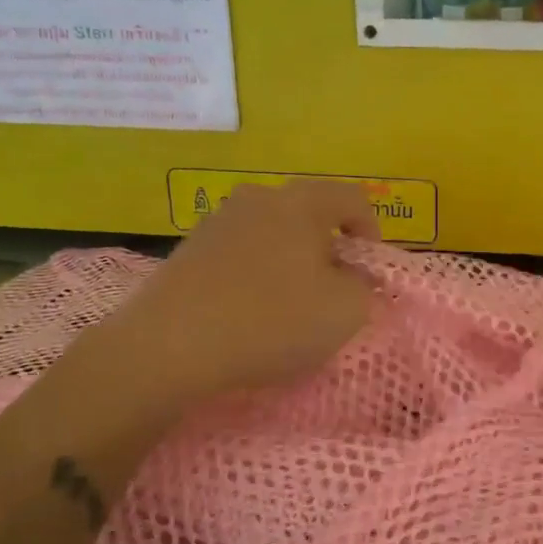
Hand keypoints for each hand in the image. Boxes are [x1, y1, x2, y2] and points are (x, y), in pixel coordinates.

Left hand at [86, 181, 377, 410]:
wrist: (170, 345)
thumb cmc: (272, 321)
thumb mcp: (346, 312)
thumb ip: (364, 287)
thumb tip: (354, 276)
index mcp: (303, 203)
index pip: (353, 198)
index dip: (371, 231)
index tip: (368, 271)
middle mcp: (260, 198)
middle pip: (310, 214)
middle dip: (329, 249)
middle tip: (332, 290)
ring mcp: (219, 221)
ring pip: (273, 233)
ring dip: (290, 261)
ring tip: (289, 305)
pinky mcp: (190, 249)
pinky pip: (241, 253)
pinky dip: (256, 274)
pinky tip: (249, 312)